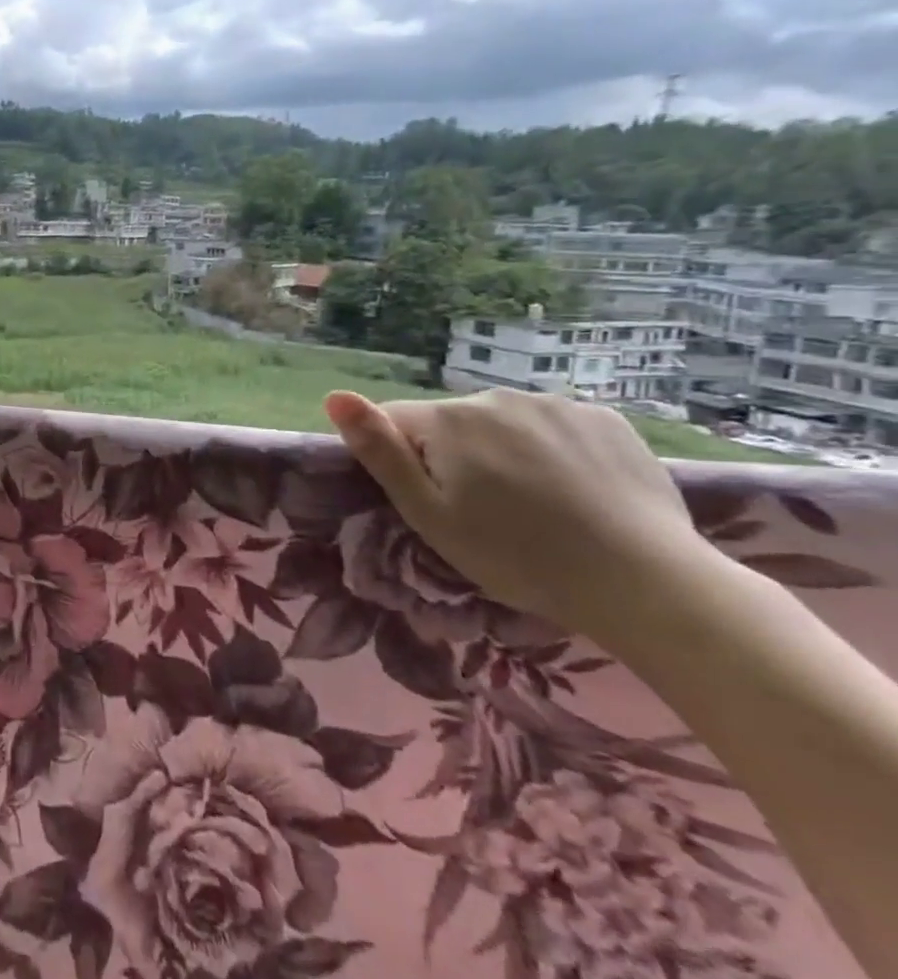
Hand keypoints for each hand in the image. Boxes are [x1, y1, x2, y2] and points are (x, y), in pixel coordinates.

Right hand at [323, 387, 706, 644]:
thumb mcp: (428, 514)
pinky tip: (573, 489)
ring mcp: (556, 404)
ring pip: (501, 423)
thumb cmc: (516, 556)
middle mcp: (496, 397)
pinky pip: (552, 426)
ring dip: (501, 451)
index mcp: (448, 419)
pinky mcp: (606, 419)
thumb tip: (334, 396)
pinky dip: (550, 449)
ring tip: (533, 504)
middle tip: (483, 512)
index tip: (432, 501)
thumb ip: (380, 451)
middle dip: (453, 456)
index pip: (395, 422)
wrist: (645, 582)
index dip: (402, 461)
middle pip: (450, 422)